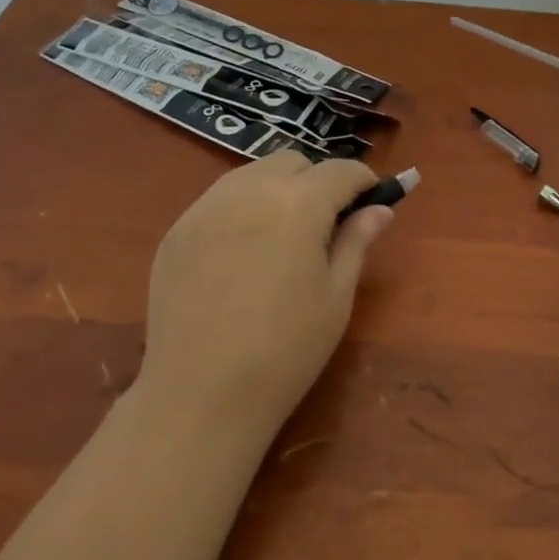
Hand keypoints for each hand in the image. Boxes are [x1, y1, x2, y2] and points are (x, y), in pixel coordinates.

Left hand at [138, 152, 393, 441]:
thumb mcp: (336, 297)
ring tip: (279, 236)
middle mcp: (250, 188)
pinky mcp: (178, 228)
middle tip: (322, 225)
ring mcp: (207, 205)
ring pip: (252, 173)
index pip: (340, 170)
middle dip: (316, 181)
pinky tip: (239, 254)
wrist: (200, 397)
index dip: (362, 181)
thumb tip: (380, 208)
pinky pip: (218, 199)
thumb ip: (357, 241)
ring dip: (276, 189)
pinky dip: (240, 209)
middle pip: (293, 162)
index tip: (370, 201)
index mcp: (298, 204)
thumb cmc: (285, 351)